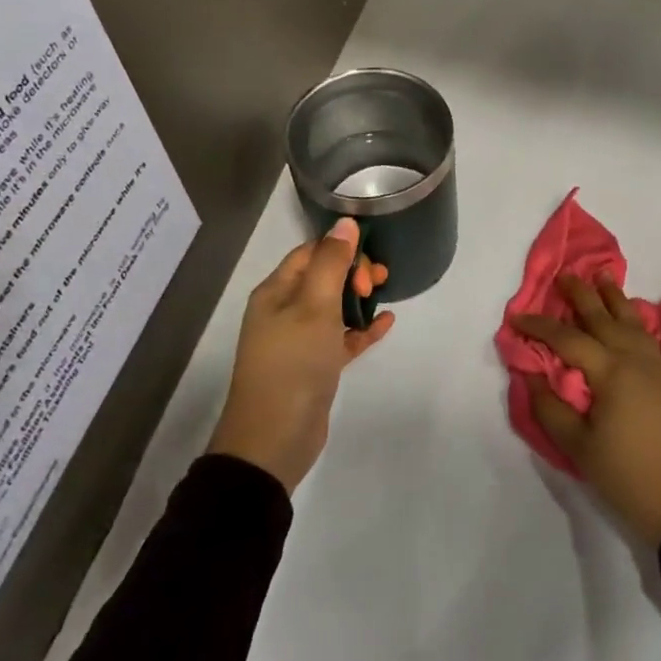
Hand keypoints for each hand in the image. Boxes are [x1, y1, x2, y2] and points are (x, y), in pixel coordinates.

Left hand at [208, 217, 394, 491]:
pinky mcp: (314, 365)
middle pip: (323, 277)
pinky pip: (341, 337)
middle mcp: (284, 311)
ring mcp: (299, 340)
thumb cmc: (293, 364)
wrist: (274, 439)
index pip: (311, 252)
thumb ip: (331, 262)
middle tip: (378, 283)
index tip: (368, 265)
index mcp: (276, 291)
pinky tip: (386, 323)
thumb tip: (346, 221)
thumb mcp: (314, 306)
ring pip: (334, 306)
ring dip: (360, 298)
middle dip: (354, 272)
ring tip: (386, 296)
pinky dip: (361, 328)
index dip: (342, 250)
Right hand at [513, 273, 660, 547]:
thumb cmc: (624, 475)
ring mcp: (660, 368)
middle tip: (564, 276)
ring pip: (636, 324)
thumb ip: (550, 407)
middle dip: (581, 296)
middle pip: (603, 319)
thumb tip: (530, 374)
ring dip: (618, 299)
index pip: (567, 339)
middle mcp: (635, 359)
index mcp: (609, 371)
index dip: (539, 327)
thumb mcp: (577, 446)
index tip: (516, 319)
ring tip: (605, 276)